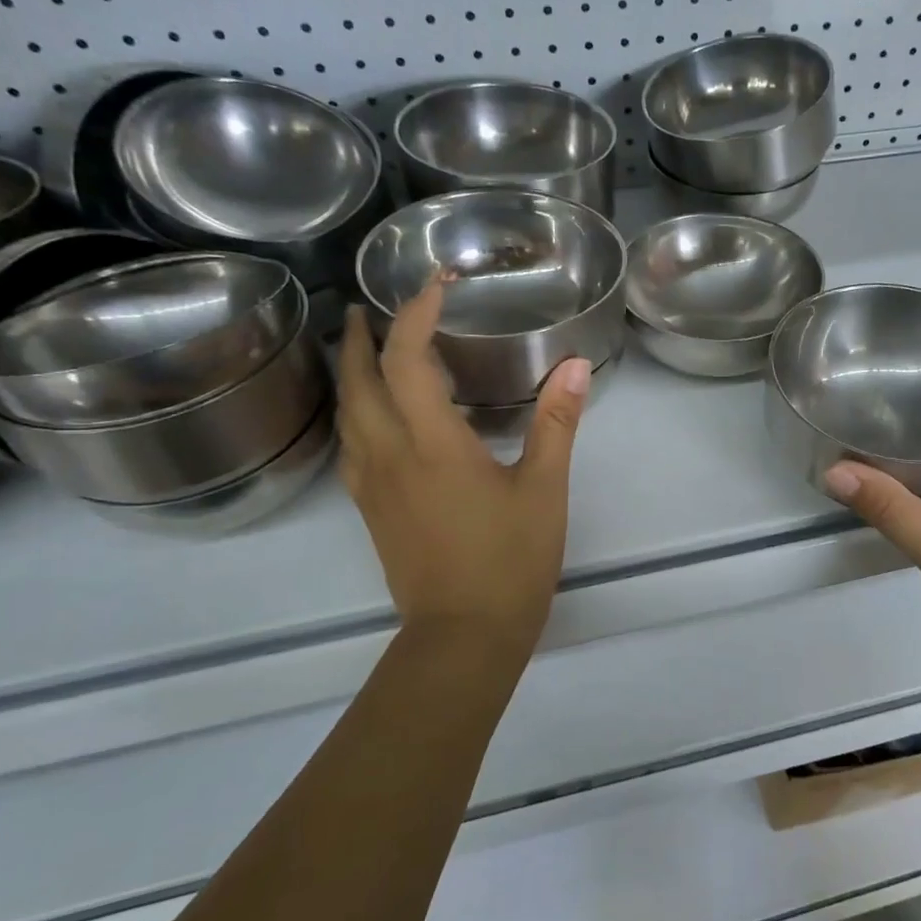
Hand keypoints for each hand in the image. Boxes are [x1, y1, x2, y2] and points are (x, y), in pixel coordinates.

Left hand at [337, 279, 589, 662]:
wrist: (463, 636)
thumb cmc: (510, 561)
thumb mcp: (544, 490)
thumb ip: (556, 424)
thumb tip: (574, 367)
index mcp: (431, 443)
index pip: (407, 359)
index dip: (416, 314)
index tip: (437, 284)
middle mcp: (388, 454)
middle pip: (356, 379)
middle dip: (360, 336)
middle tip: (371, 308)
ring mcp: (371, 485)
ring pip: (345, 412)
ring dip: (350, 372)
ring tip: (366, 350)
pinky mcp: (370, 509)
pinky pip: (349, 443)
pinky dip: (355, 411)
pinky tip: (374, 416)